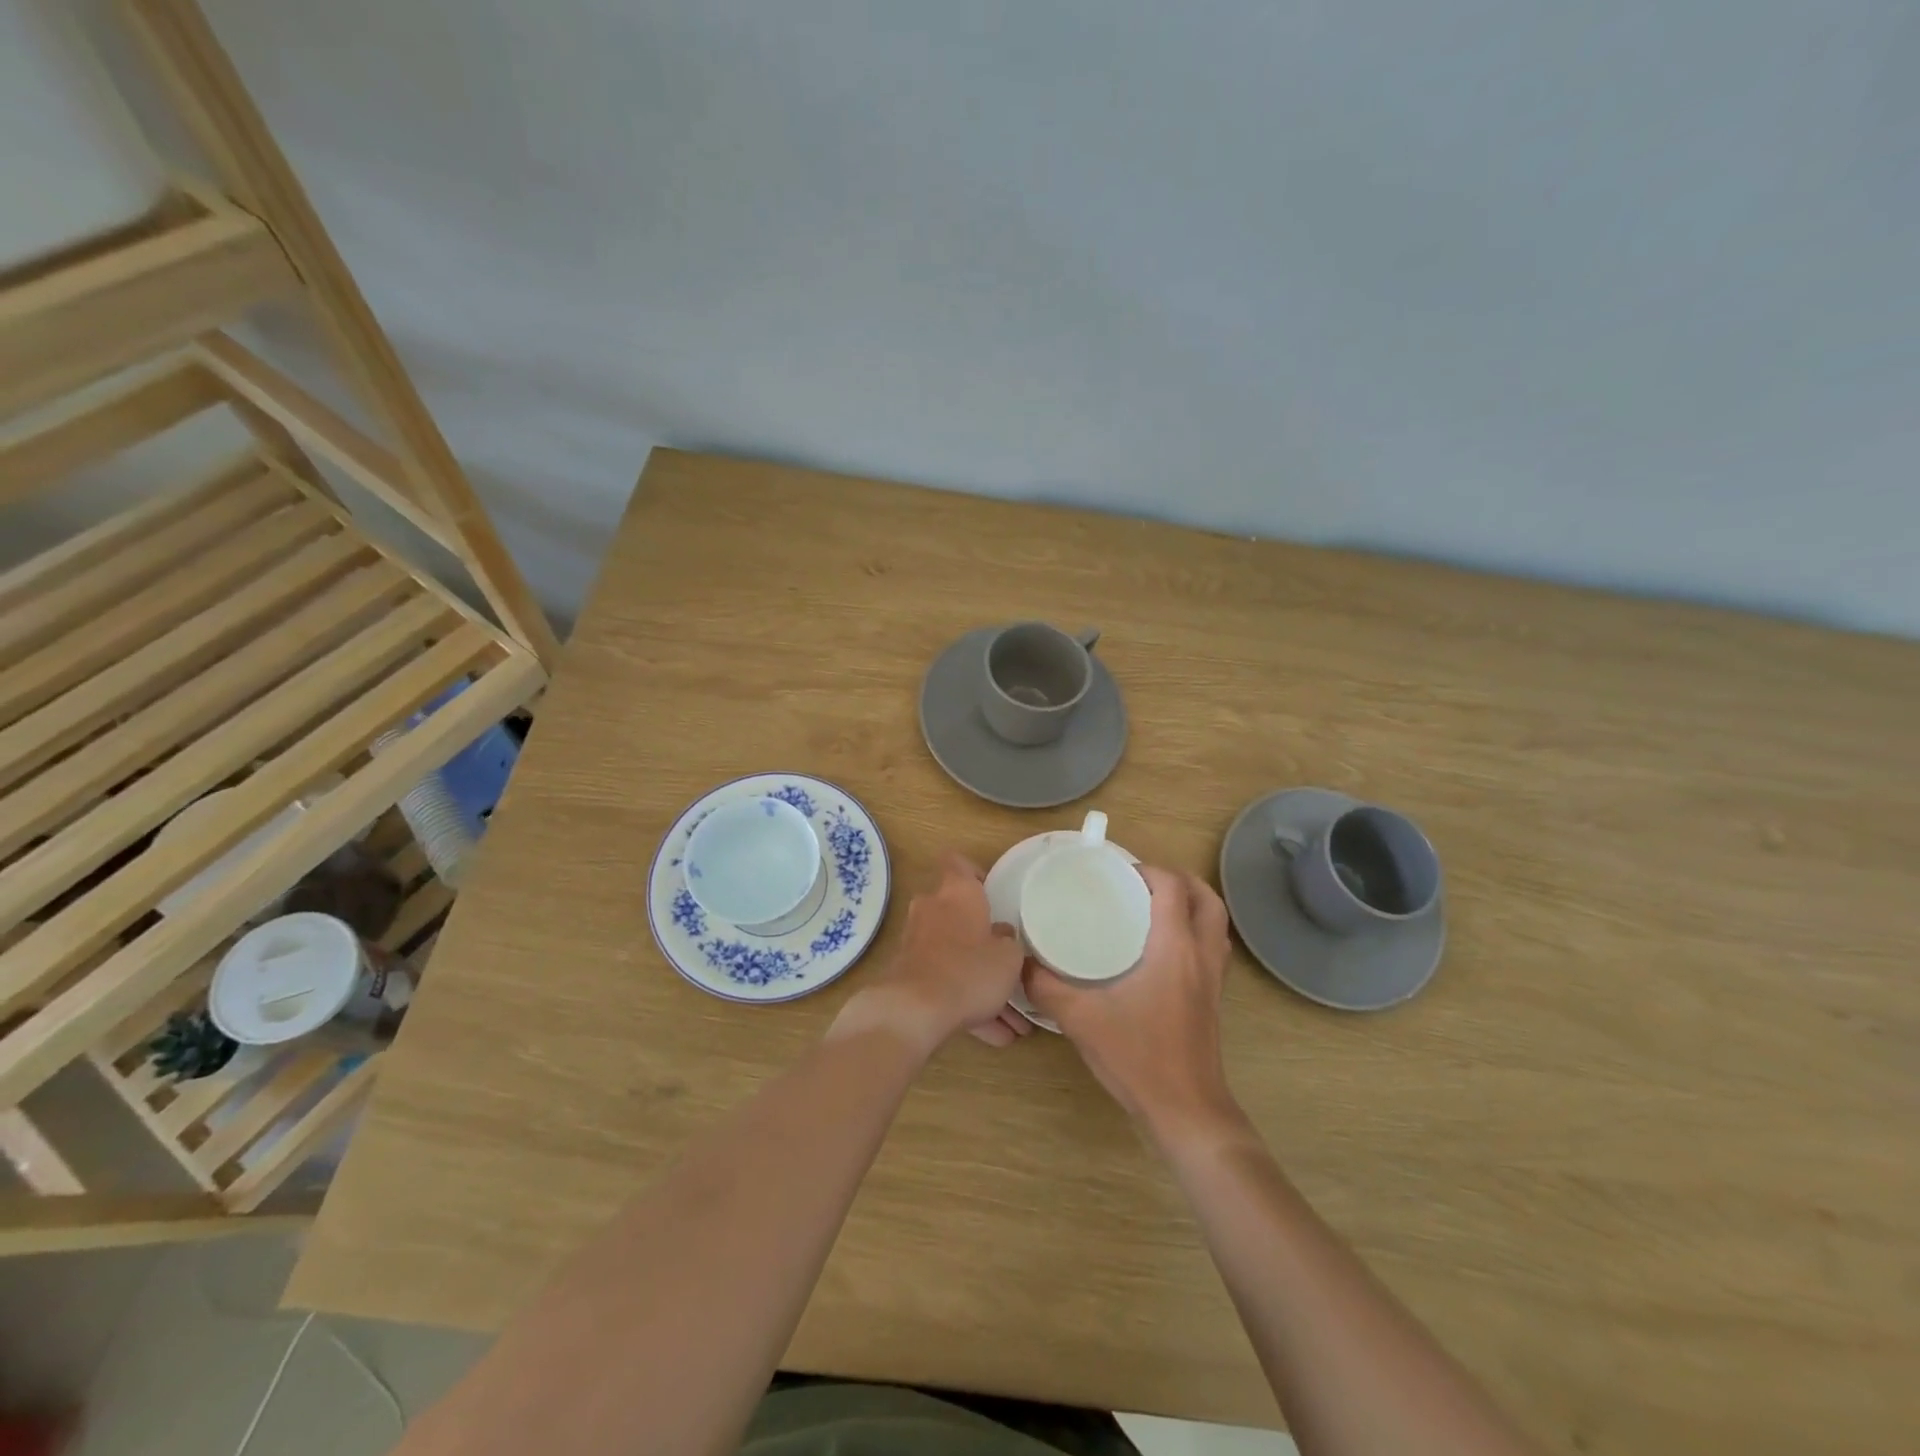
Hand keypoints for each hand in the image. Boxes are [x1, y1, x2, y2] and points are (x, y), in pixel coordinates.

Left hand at [839, 854, 1029, 1052]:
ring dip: (978, 981)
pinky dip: (965, 1003)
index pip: (958, 862)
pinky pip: (943, 983)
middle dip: (980, 937)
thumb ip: (1009, 942)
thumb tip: (1002, 935)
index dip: (974, 872)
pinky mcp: (907, 973)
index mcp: (958, 892)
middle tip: (1005, 957)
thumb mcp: (1008, 958)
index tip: (991, 891)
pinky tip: (992, 1035)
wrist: (913, 1010)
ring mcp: (916, 941)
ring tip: (1011, 1021)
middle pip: (957, 914)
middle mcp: (932, 909)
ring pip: (954, 955)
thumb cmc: (969, 970)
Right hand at [1025, 866, 1240, 1139]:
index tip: (1118, 874)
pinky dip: (1195, 933)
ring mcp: (1214, 979)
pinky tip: (1162, 950)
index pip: (1173, 887)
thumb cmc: (1138, 1057)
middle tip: (1143, 882)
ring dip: (1192, 905)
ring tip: (1154, 907)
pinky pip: (1213, 948)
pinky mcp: (1214, 1000)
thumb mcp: (1080, 1018)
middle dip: (1180, 880)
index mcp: (1175, 948)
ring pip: (1216, 924)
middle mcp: (1202, 955)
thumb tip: (1020, 964)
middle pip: (1207, 899)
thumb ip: (1045, 987)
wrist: (1186, 1111)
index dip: (1149, 870)